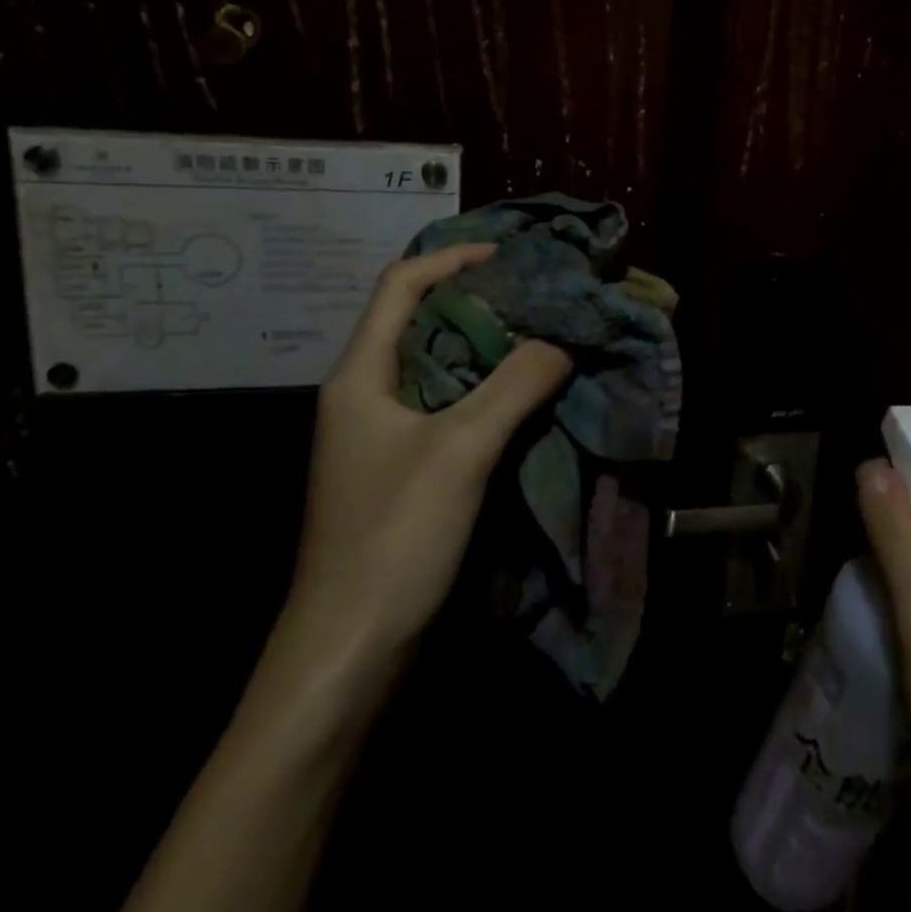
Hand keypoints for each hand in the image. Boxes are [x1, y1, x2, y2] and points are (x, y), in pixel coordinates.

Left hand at [118, 245, 569, 911]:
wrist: (349, 657)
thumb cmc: (392, 539)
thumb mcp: (460, 450)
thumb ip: (515, 385)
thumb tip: (561, 339)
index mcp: (360, 375)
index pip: (400, 286)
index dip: (451, 259)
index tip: (508, 254)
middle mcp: (367, 395)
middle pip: (421, 322)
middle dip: (478, 300)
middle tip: (538, 292)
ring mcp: (384, 436)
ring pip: (440, 367)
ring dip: (488, 346)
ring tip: (543, 332)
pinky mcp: (405, 470)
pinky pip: (450, 407)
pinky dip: (487, 389)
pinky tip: (527, 393)